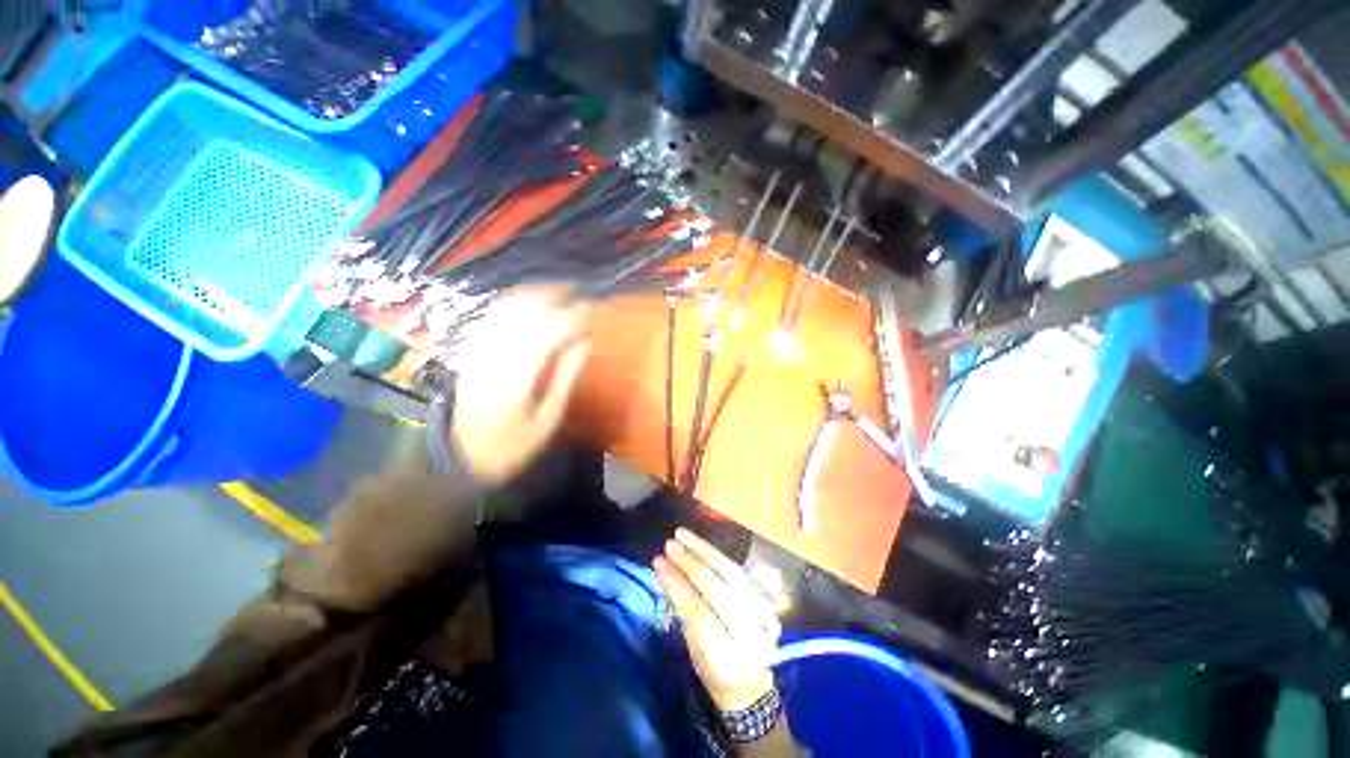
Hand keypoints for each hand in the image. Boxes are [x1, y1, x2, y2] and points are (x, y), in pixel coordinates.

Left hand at [451, 290, 589, 485]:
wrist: (461, 457)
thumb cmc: (513, 444)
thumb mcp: (548, 418)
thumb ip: (566, 376)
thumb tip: (586, 341)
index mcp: (519, 376)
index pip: (549, 332)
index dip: (573, 316)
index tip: (592, 311)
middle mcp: (496, 354)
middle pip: (524, 310)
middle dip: (553, 295)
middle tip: (577, 293)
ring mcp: (478, 350)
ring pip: (506, 307)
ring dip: (533, 294)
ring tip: (557, 292)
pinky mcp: (470, 350)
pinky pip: (492, 315)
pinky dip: (513, 303)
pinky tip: (528, 303)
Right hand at [654, 529, 789, 711]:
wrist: (748, 682)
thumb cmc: (712, 668)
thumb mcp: (693, 648)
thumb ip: (682, 609)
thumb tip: (665, 570)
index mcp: (729, 661)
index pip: (700, 614)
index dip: (678, 585)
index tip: (658, 562)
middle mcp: (753, 637)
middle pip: (719, 590)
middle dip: (690, 563)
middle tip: (669, 544)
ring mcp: (766, 617)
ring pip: (732, 574)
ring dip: (704, 550)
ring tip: (682, 535)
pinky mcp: (769, 601)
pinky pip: (740, 571)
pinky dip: (718, 556)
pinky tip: (701, 544)